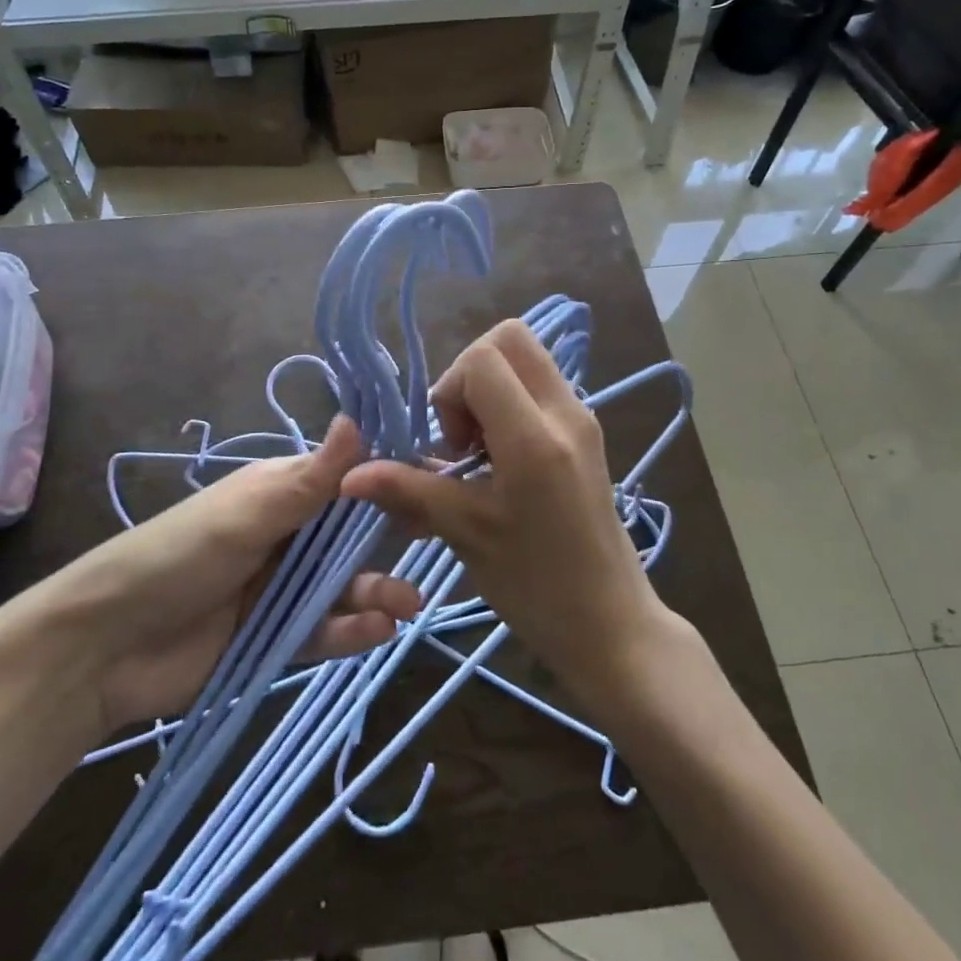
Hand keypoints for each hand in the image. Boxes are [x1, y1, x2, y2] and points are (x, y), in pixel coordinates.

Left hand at [60, 417, 421, 731]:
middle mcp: (286, 534)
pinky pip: (323, 629)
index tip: (432, 489)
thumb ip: (310, 478)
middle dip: (387, 545)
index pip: (343, 480)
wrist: (106, 645)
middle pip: (349, 536)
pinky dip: (351, 630)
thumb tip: (356, 417)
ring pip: (342, 585)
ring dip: (376, 592)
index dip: (384, 485)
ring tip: (409, 606)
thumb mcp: (248, 514)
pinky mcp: (274, 635)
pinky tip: (377, 632)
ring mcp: (280, 586)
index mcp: (279, 492)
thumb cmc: (179, 556)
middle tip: (432, 553)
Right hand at [340, 320, 665, 707]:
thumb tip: (351, 474)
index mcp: (535, 436)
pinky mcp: (584, 432)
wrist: (609, 623)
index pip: (483, 359)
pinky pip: (539, 386)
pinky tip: (499, 460)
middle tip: (461, 433)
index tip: (450, 447)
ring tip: (478, 450)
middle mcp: (565, 411)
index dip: (450, 391)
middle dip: (469, 372)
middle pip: (510, 338)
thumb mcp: (466, 533)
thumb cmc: (536, 585)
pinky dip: (509, 403)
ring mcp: (581, 417)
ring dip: (489, 388)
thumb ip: (408, 490)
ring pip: (526, 359)